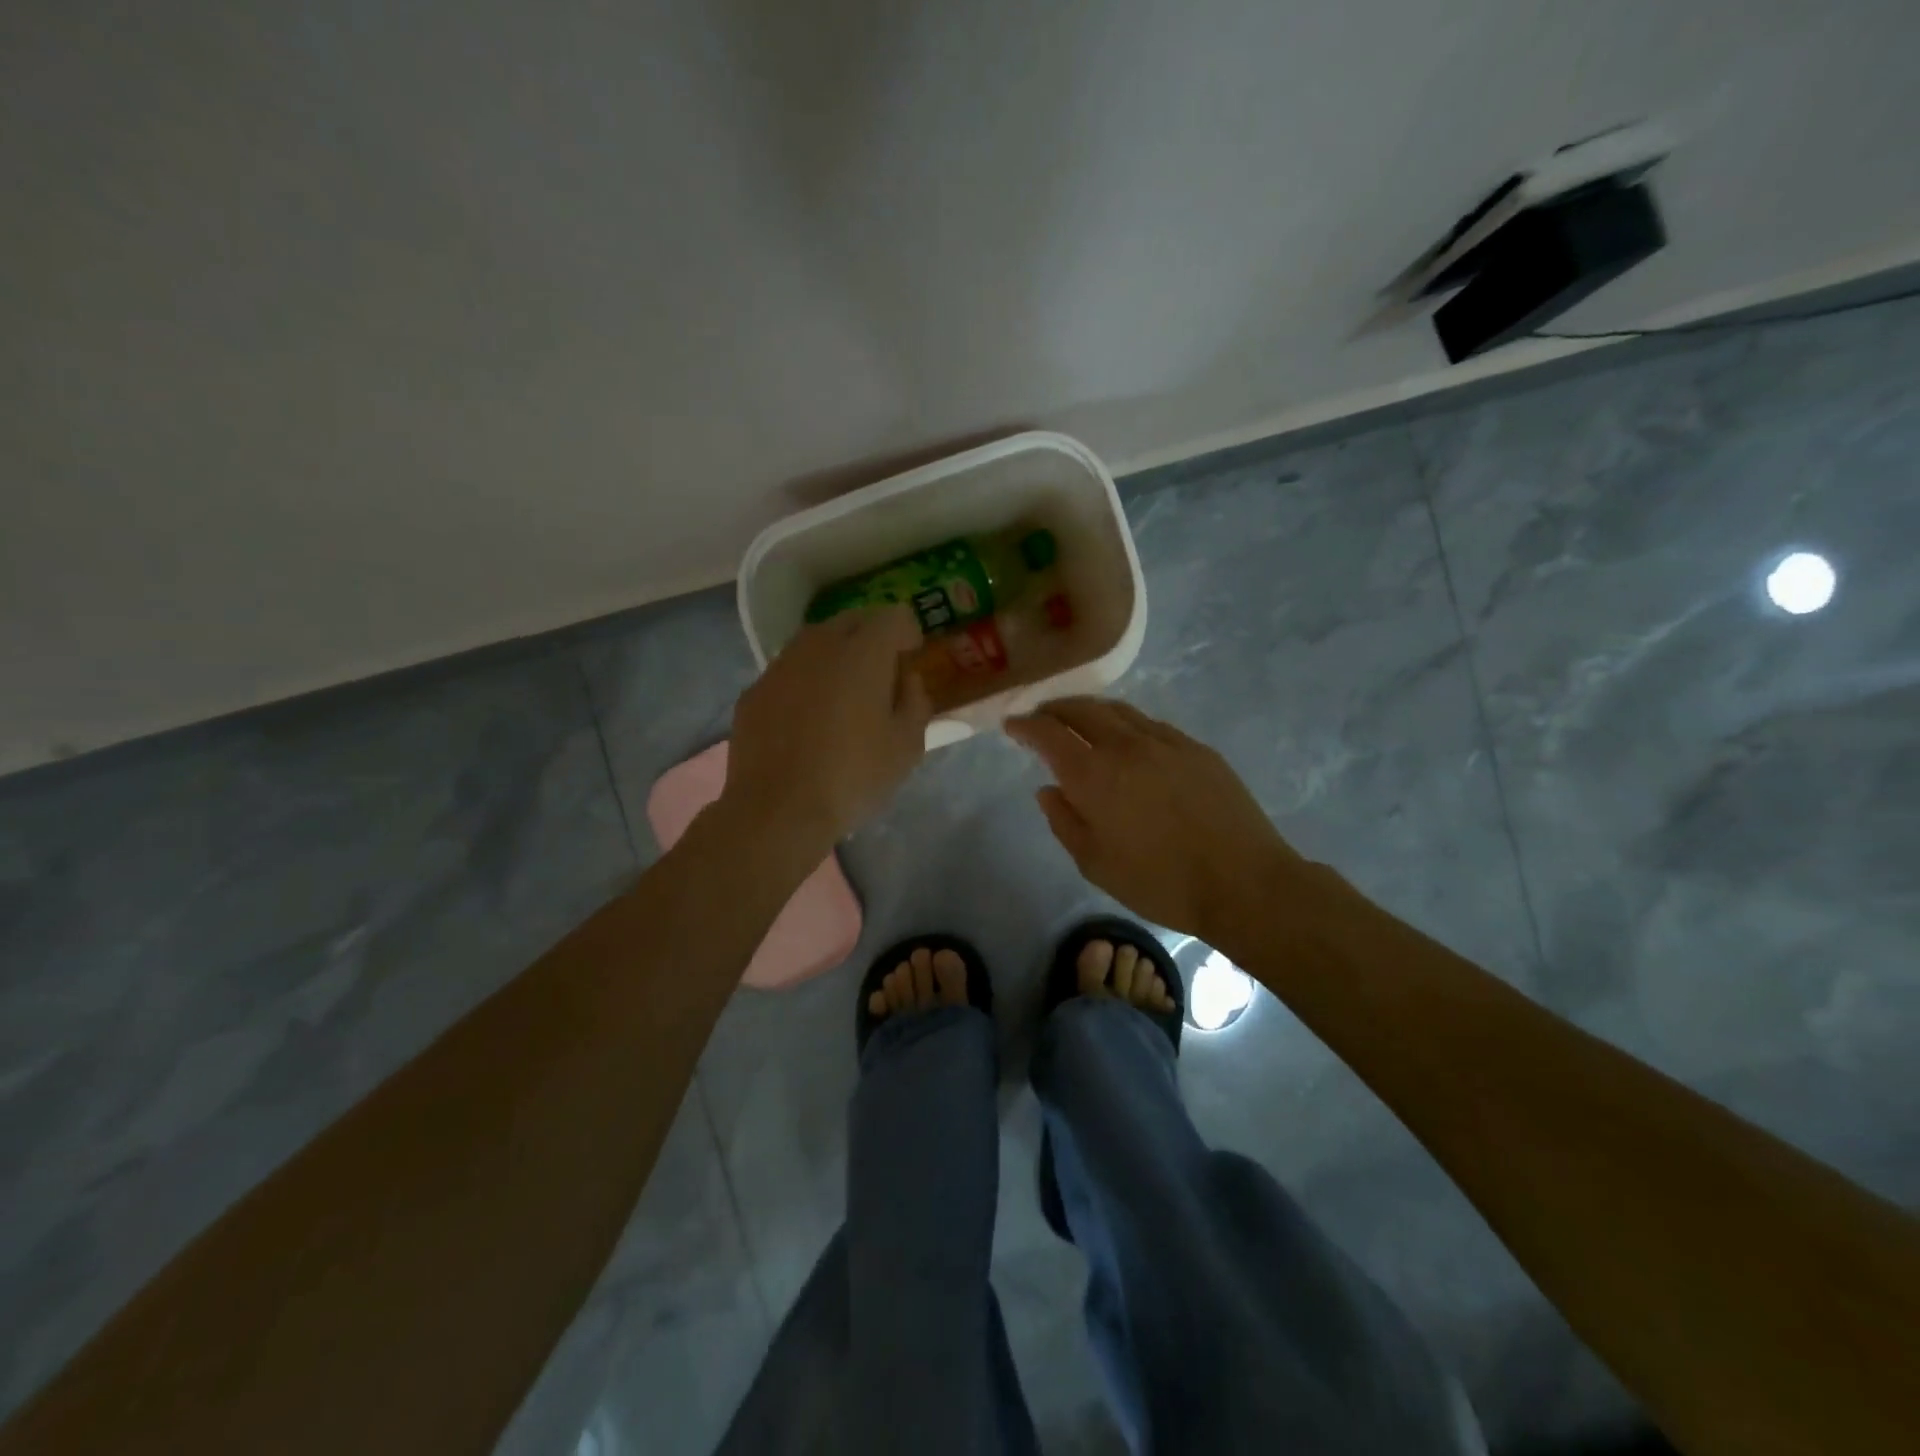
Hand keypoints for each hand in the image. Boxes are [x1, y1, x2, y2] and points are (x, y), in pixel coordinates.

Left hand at [722, 606, 930, 856]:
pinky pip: (788, 671)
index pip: (893, 615)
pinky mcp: (754, 691)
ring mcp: (780, 666)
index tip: (912, 655)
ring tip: (843, 693)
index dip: (908, 631)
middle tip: (882, 671)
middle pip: (852, 620)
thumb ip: (915, 701)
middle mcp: (818, 646)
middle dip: (872, 636)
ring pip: (814, 642)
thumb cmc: (853, 777)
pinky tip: (807, 718)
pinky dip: (805, 681)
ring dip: (835, 655)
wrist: (777, 810)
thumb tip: (906, 680)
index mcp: (863, 653)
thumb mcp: (907, 746)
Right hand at [1006, 697, 1303, 942]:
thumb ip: (1065, 822)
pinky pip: (1150, 724)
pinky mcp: (1196, 748)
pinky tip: (1128, 739)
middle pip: (1081, 709)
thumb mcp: (1096, 864)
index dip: (1025, 725)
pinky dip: (1126, 723)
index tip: (1012, 725)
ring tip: (1079, 721)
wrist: (1243, 882)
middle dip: (1055, 708)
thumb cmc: (1160, 882)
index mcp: (1093, 774)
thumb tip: (1048, 790)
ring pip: (1118, 710)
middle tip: (1042, 716)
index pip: (1048, 733)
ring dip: (1090, 710)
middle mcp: (1125, 745)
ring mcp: (1165, 741)